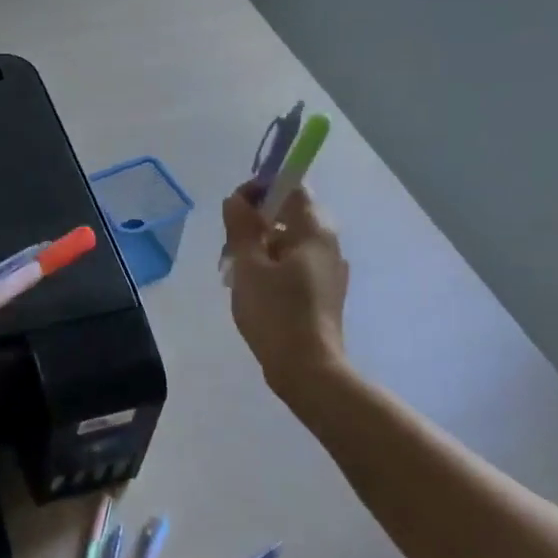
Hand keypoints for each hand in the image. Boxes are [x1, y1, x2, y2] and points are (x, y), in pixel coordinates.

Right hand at [221, 184, 352, 395]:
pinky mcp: (323, 293)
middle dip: (255, 223)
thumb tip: (236, 200)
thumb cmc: (276, 312)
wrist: (308, 369)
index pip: (292, 187)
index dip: (261, 188)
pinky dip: (271, 267)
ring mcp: (328, 270)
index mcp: (315, 231)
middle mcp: (328, 245)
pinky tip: (251, 289)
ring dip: (259, 247)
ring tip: (233, 273)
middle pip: (289, 215)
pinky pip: (294, 265)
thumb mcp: (249, 266)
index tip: (234, 207)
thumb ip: (242, 228)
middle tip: (228, 246)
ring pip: (289, 242)